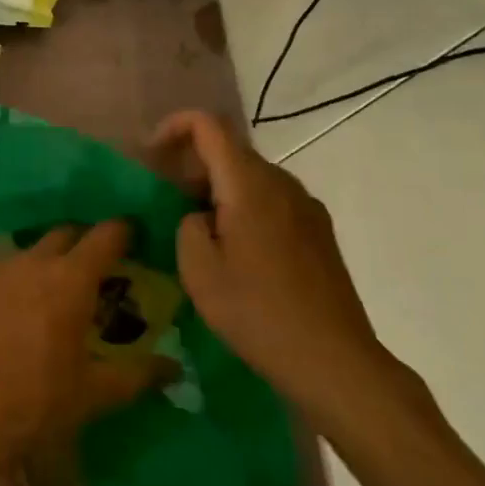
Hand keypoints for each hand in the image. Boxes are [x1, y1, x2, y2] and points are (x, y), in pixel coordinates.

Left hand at [0, 221, 169, 471]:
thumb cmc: (34, 403)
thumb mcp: (93, 395)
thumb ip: (138, 375)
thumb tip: (175, 368)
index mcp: (70, 280)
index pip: (105, 236)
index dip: (122, 232)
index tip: (133, 236)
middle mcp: (30, 262)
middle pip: (63, 235)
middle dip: (81, 245)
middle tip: (91, 271)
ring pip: (24, 254)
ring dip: (40, 266)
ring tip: (42, 297)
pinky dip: (4, 287)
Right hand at [152, 111, 403, 430]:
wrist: (333, 360)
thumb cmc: (257, 312)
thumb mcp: (199, 270)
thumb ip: (187, 225)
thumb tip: (199, 216)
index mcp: (250, 184)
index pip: (209, 125)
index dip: (174, 127)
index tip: (151, 156)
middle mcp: (282, 183)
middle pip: (231, 151)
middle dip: (193, 166)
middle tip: (168, 205)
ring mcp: (307, 207)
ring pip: (252, 178)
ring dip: (219, 191)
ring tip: (201, 234)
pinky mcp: (320, 232)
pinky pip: (273, 202)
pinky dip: (245, 209)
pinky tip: (239, 254)